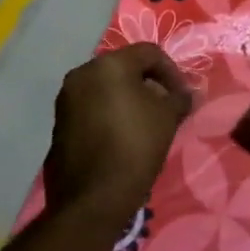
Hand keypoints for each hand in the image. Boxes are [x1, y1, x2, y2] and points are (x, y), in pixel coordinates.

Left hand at [44, 44, 193, 232]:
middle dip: (149, 84)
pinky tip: (123, 136)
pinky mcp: (59, 123)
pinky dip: (109, 113)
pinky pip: (91, 107)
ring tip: (146, 123)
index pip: (149, 53)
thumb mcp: (167, 118)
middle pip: (124, 68)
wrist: (94, 198)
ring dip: (128, 99)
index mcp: (109, 65)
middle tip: (166, 107)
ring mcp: (66, 99)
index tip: (183, 97)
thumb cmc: (136, 146)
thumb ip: (180, 99)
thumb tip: (190, 94)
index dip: (172, 72)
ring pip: (106, 88)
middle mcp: (82, 74)